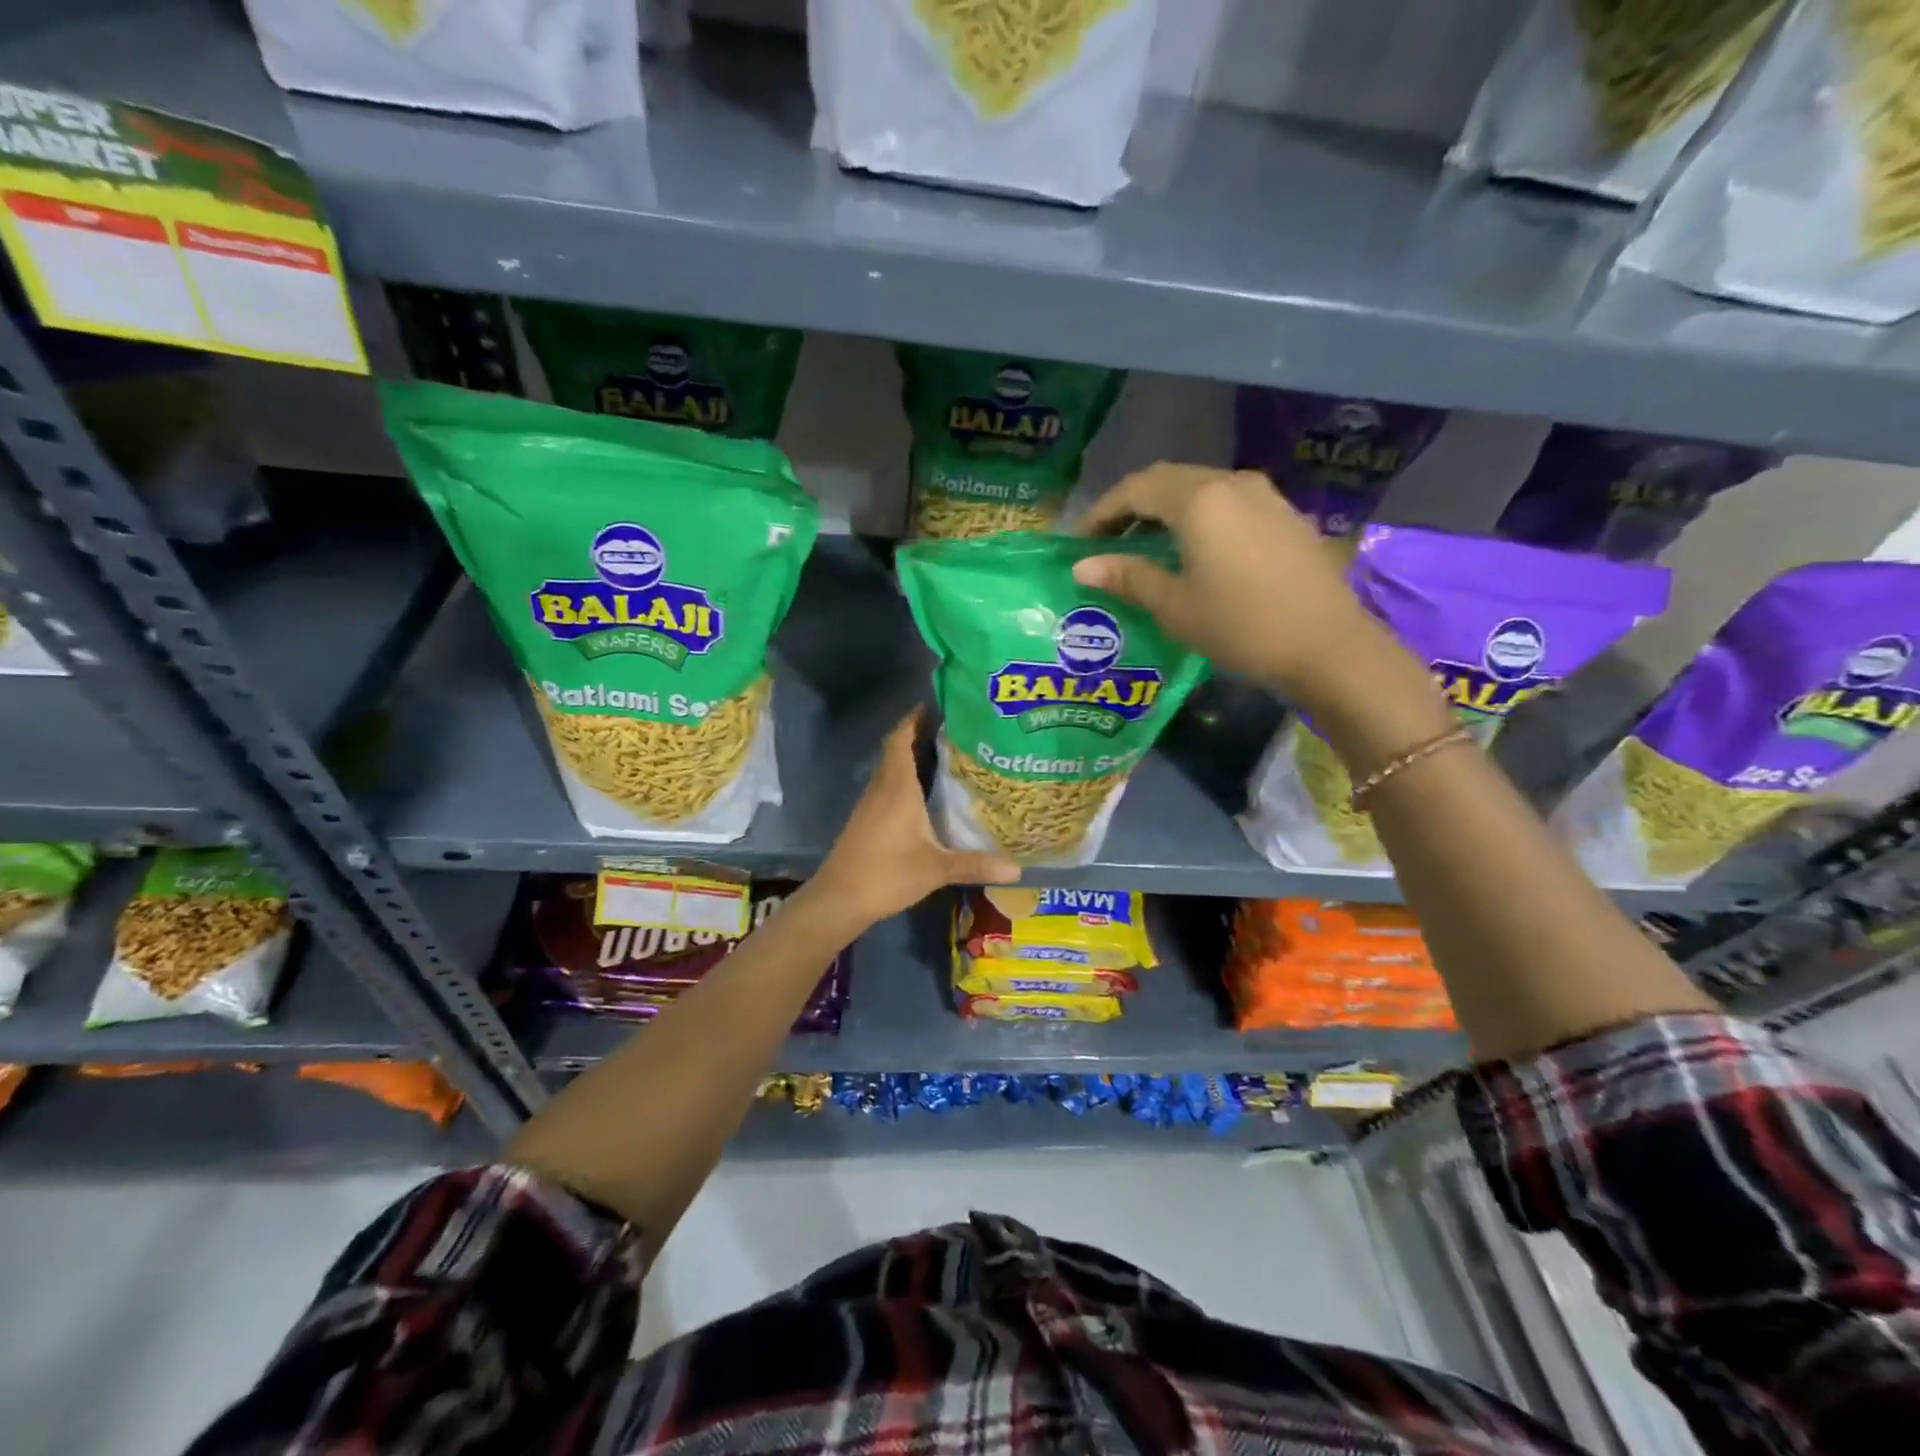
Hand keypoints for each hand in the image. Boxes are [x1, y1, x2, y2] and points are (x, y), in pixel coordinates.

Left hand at [809, 710, 1019, 929]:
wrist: (839, 899)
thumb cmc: (886, 874)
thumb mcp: (936, 869)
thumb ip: (976, 864)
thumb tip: (1019, 868)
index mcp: (897, 787)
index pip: (901, 739)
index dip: (915, 718)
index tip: (938, 705)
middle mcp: (882, 788)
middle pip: (897, 749)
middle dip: (920, 734)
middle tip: (955, 730)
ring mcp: (871, 804)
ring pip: (891, 769)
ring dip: (912, 757)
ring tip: (946, 755)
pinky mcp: (867, 820)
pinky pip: (888, 787)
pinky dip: (906, 779)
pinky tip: (925, 793)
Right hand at [1071, 463, 1403, 709]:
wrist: (1328, 645)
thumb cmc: (1241, 626)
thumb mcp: (1175, 606)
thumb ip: (1128, 577)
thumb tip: (1083, 567)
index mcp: (1199, 500)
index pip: (1135, 488)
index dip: (1101, 511)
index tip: (1079, 540)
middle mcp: (1231, 483)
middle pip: (1168, 480)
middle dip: (1131, 506)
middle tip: (1106, 541)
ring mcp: (1264, 495)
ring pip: (1200, 487)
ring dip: (1165, 510)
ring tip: (1145, 546)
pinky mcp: (1285, 515)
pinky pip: (1228, 502)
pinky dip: (1198, 517)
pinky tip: (1193, 550)